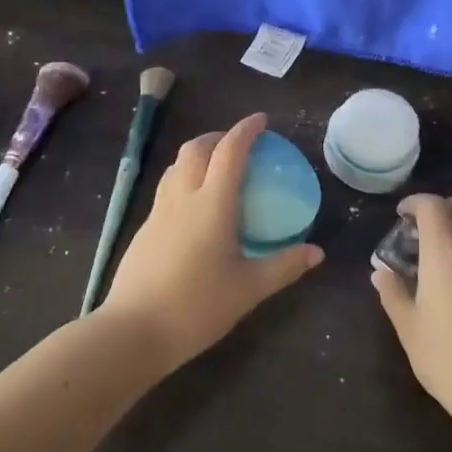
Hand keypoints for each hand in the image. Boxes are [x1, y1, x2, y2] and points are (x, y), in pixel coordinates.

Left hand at [102, 113, 323, 371]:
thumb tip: (317, 252)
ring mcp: (158, 213)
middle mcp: (183, 198)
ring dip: (197, 155)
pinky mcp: (145, 230)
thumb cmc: (197, 307)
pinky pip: (167, 189)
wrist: (134, 331)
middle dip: (218, 137)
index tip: (261, 121)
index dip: (246, 130)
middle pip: (196, 148)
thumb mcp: (249, 289)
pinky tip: (194, 207)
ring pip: (176, 166)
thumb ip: (284, 266)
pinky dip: (184, 179)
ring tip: (216, 169)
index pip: (230, 152)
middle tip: (238, 144)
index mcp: (212, 204)